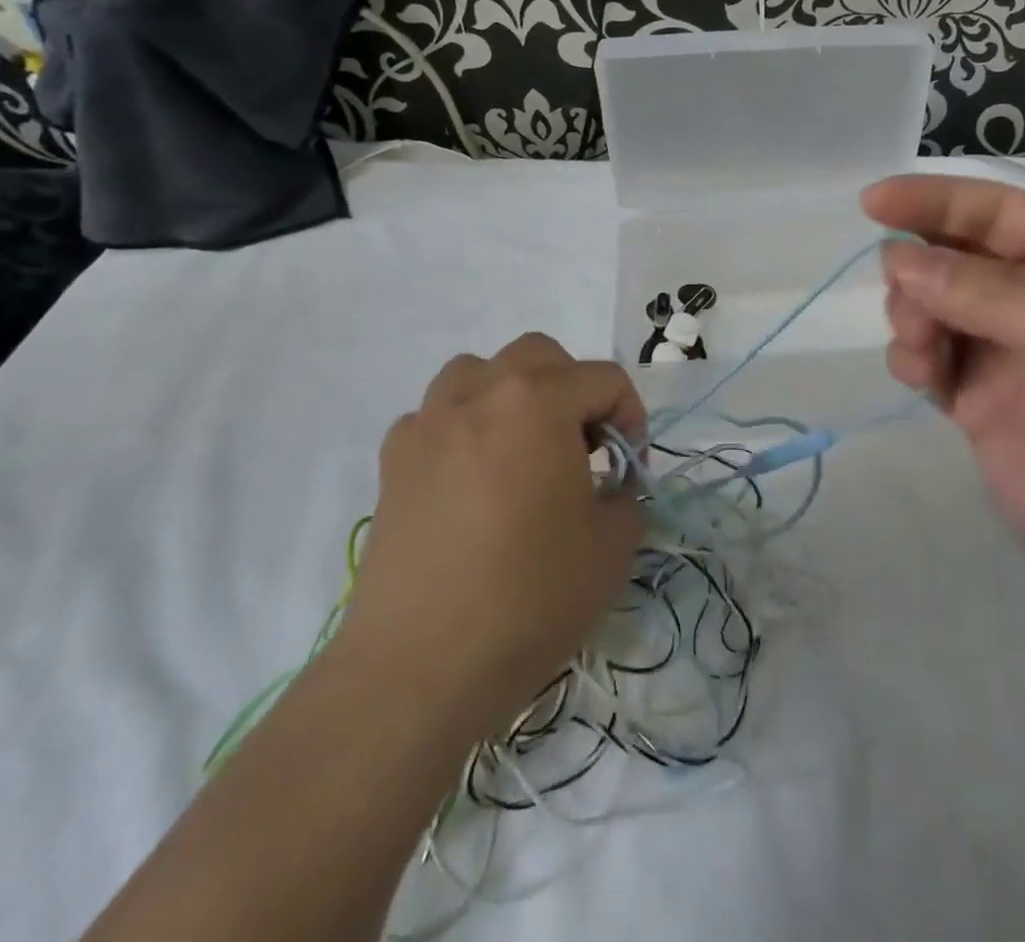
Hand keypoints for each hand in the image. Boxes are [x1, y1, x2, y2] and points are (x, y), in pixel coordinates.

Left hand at [336, 334, 645, 739]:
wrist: (418, 669)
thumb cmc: (529, 598)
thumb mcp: (612, 547)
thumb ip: (625, 498)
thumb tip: (609, 490)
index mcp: (537, 402)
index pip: (604, 378)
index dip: (631, 418)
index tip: (628, 470)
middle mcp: (479, 394)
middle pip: (540, 355)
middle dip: (574, 390)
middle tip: (582, 449)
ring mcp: (427, 423)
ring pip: (479, 371)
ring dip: (513, 395)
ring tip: (524, 449)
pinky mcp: (393, 461)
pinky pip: (437, 415)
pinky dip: (464, 428)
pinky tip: (472, 479)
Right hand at [865, 175, 1024, 615]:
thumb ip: (994, 293)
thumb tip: (897, 258)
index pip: (994, 210)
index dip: (932, 200)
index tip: (872, 202)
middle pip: (952, 255)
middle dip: (919, 270)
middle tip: (915, 312)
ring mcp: (1009, 351)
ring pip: (930, 305)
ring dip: (912, 317)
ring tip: (925, 357)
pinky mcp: (981, 402)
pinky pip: (927, 358)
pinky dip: (912, 358)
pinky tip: (924, 380)